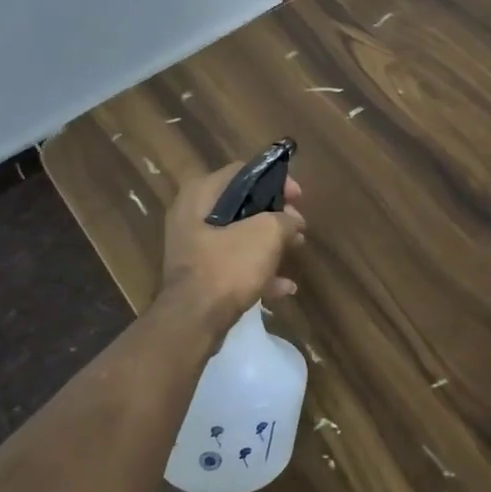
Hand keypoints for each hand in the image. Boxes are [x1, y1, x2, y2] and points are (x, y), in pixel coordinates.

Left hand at [158, 162, 306, 332]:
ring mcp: (193, 247)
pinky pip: (233, 264)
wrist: (194, 320)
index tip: (298, 197)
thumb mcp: (268, 233)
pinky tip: (284, 287)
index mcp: (200, 194)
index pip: (243, 172)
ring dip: (270, 242)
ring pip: (239, 235)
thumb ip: (285, 219)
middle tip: (299, 226)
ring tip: (296, 249)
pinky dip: (258, 270)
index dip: (275, 180)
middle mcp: (191, 215)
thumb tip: (292, 222)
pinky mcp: (199, 275)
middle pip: (242, 204)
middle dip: (275, 215)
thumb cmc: (229, 265)